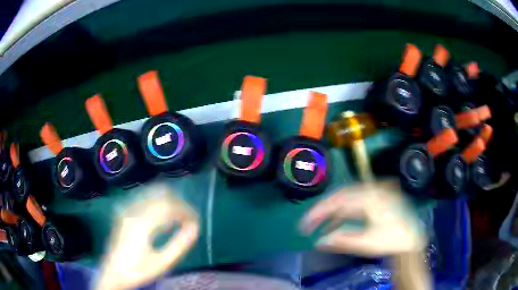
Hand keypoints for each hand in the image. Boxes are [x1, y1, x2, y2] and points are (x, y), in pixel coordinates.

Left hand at [95, 184, 199, 289]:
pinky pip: (143, 198)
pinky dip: (156, 201)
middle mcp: (133, 211)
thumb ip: (179, 245)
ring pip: (151, 192)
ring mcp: (126, 209)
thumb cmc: (138, 270)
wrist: (113, 272)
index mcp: (142, 224)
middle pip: (160, 194)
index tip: (196, 220)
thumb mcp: (162, 263)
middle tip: (188, 218)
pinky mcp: (123, 211)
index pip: (169, 206)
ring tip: (177, 215)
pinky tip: (162, 214)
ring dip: (168, 200)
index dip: (185, 210)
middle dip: (178, 203)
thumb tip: (195, 228)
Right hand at [301, 180, 425, 256]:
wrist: (411, 240)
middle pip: (341, 197)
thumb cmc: (391, 241)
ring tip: (319, 226)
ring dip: (332, 213)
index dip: (319, 212)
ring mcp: (376, 193)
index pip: (338, 201)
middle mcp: (373, 190)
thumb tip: (318, 242)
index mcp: (370, 198)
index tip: (304, 225)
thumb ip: (342, 241)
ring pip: (347, 199)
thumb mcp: (367, 243)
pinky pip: (355, 203)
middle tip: (308, 224)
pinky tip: (336, 224)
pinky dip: (344, 213)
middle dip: (323, 211)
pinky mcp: (377, 199)